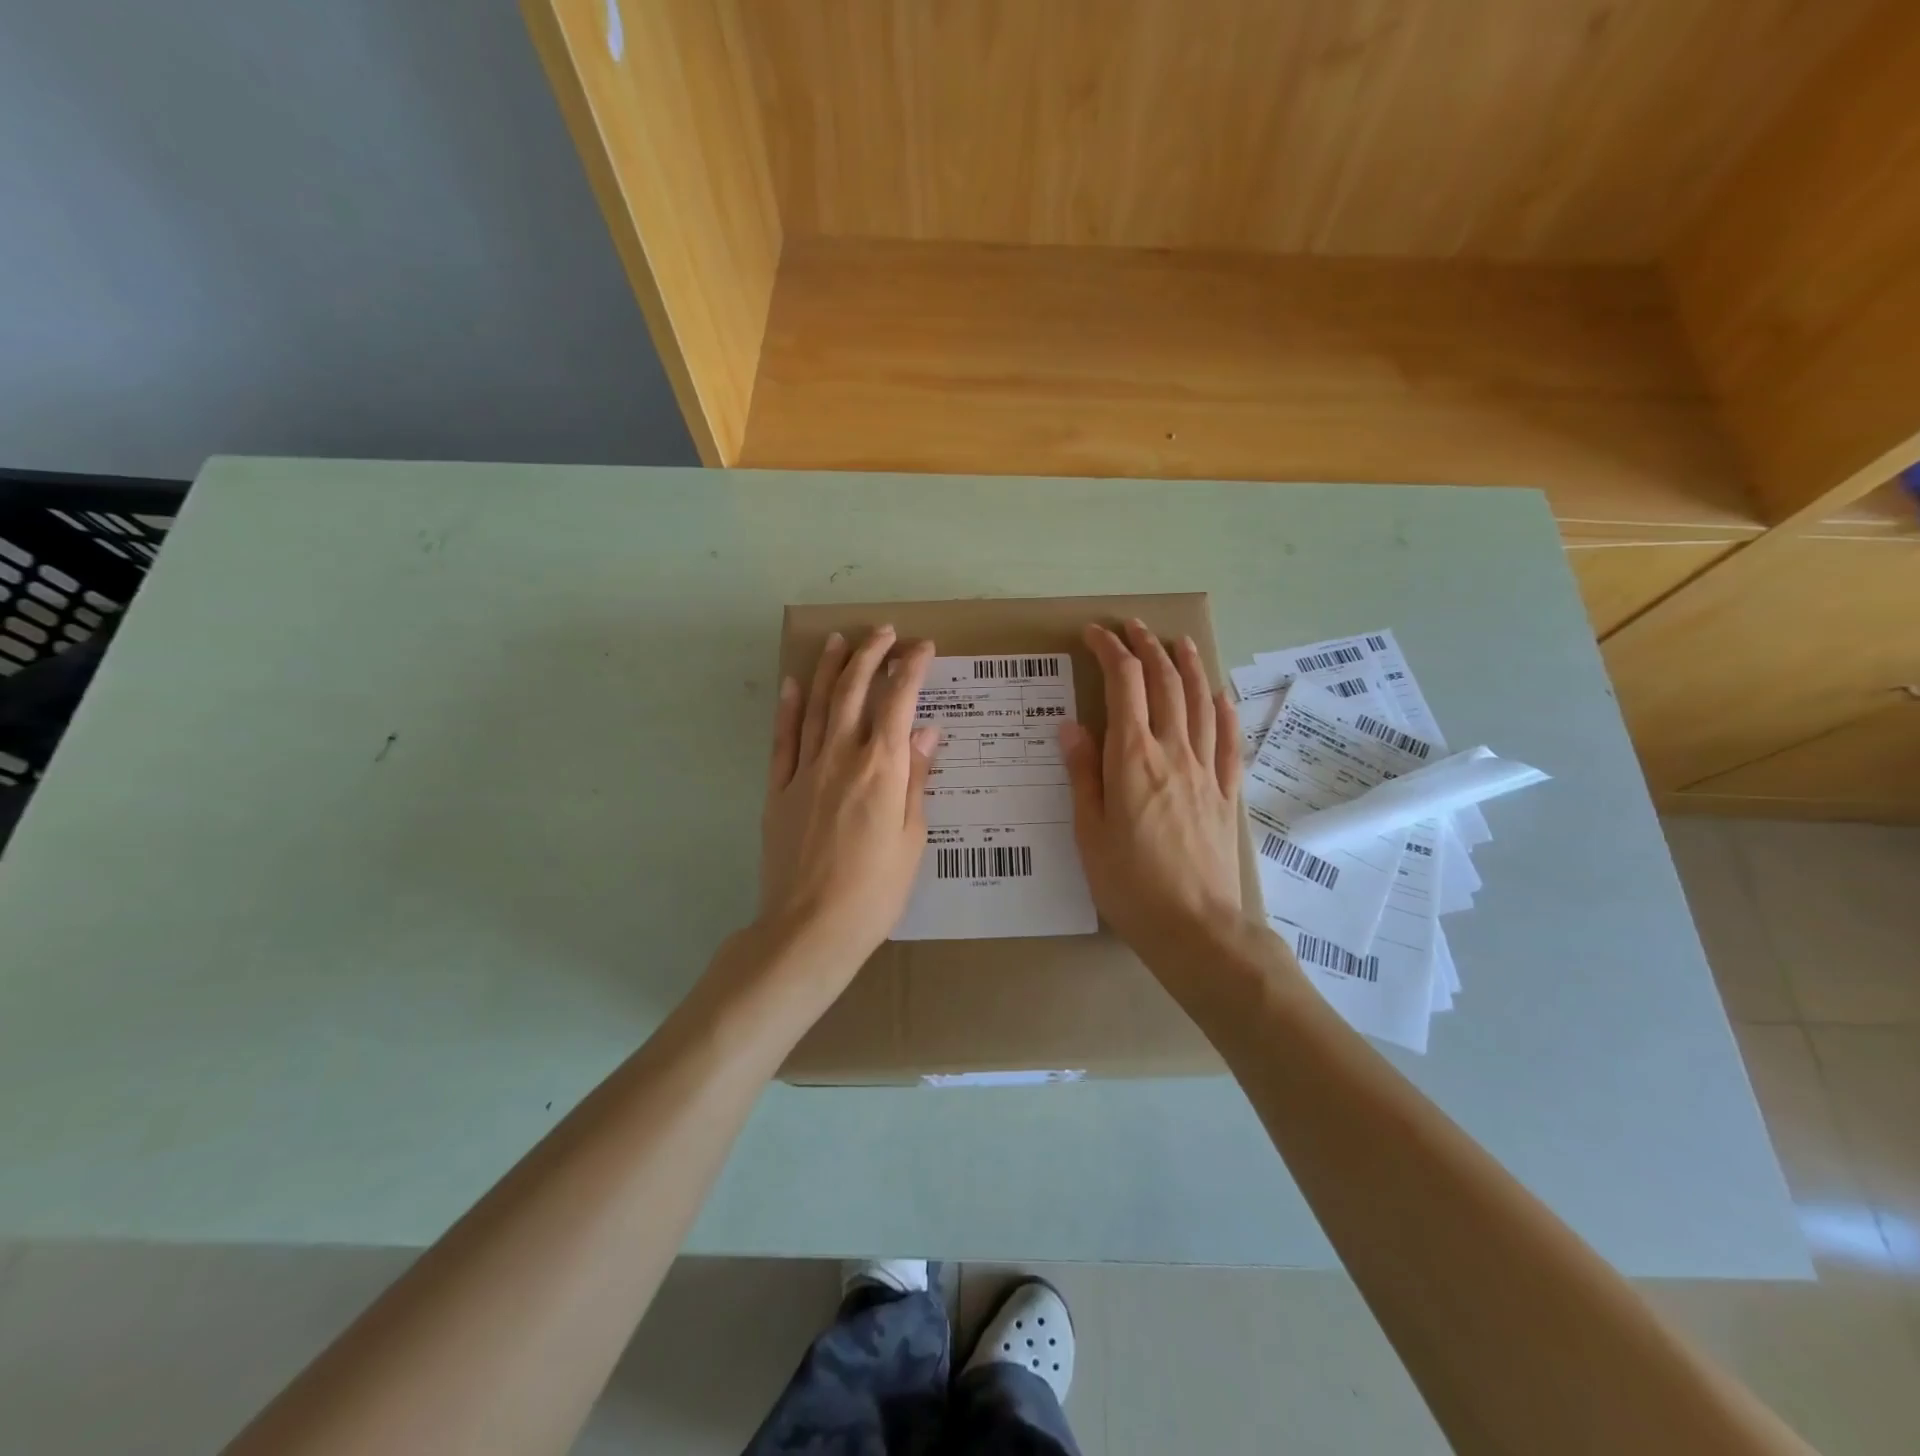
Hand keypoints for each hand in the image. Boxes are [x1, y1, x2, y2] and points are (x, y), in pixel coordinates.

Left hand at [759, 627, 939, 976]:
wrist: (810, 928)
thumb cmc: (875, 891)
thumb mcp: (912, 836)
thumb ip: (917, 778)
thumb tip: (928, 731)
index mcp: (882, 768)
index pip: (899, 701)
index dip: (912, 668)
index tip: (923, 648)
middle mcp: (841, 756)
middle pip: (853, 690)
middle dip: (870, 654)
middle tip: (883, 632)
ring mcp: (804, 770)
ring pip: (816, 705)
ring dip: (828, 668)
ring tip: (839, 640)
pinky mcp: (778, 789)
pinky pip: (782, 738)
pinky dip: (788, 707)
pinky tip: (792, 684)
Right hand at [1061, 621, 1245, 960]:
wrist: (1195, 927)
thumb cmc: (1129, 884)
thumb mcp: (1089, 831)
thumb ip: (1083, 773)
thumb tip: (1072, 726)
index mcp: (1132, 758)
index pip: (1123, 685)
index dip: (1109, 652)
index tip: (1094, 635)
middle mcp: (1173, 752)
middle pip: (1164, 683)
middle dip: (1147, 648)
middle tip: (1132, 627)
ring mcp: (1206, 771)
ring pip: (1199, 702)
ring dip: (1187, 666)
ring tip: (1178, 642)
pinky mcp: (1227, 793)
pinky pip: (1229, 741)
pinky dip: (1223, 711)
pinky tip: (1219, 696)